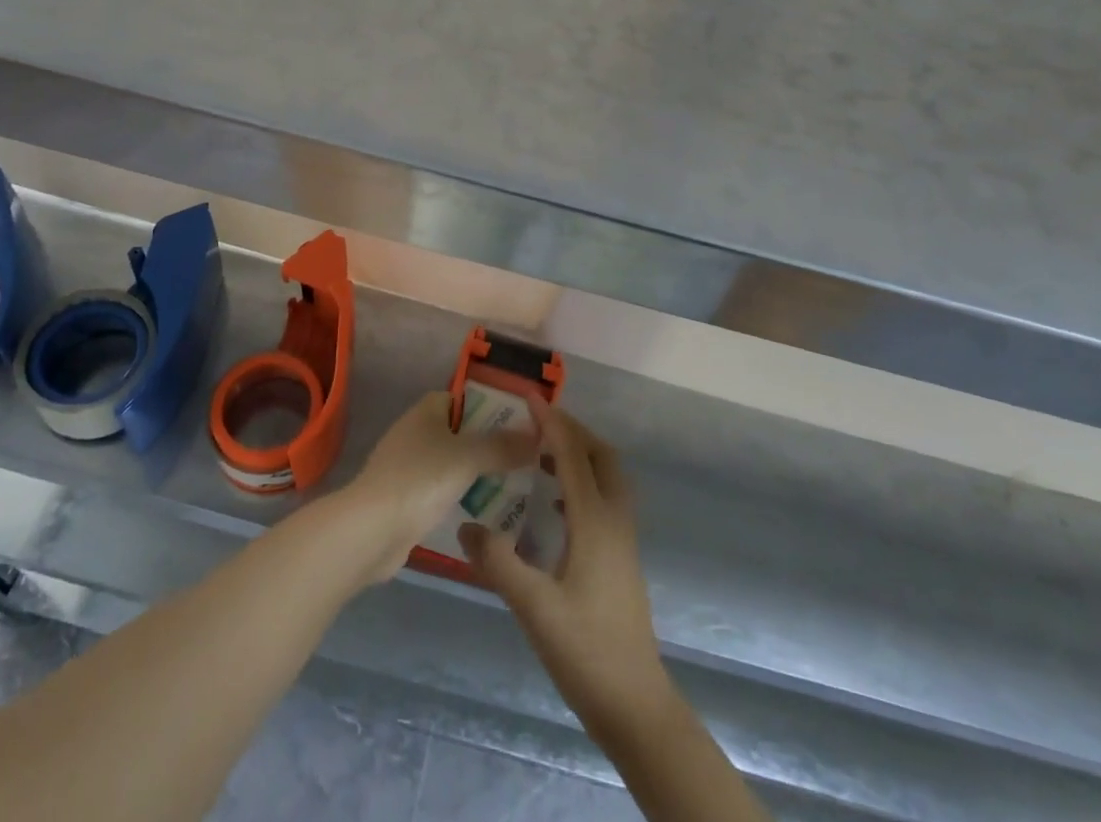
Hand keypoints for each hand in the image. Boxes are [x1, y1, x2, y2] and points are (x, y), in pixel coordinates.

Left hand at [341, 392, 537, 582]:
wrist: (372, 530)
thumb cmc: (420, 479)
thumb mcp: (468, 457)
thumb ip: (502, 446)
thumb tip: (537, 436)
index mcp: (426, 411)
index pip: (463, 399)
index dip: (490, 407)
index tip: (519, 423)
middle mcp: (416, 432)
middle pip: (460, 432)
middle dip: (489, 444)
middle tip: (525, 457)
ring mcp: (408, 467)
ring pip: (452, 464)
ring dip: (477, 473)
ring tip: (514, 484)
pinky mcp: (406, 500)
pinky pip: (442, 491)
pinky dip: (461, 497)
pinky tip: (486, 511)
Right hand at [459, 402, 669, 735]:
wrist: (635, 703)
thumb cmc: (586, 651)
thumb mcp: (534, 607)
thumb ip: (498, 564)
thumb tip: (465, 525)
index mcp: (594, 520)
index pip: (572, 454)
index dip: (551, 422)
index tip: (528, 397)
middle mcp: (614, 519)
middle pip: (601, 455)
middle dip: (572, 431)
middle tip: (536, 423)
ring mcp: (622, 538)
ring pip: (607, 476)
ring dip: (579, 455)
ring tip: (539, 457)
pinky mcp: (621, 556)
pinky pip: (605, 498)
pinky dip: (582, 483)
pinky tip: (555, 506)